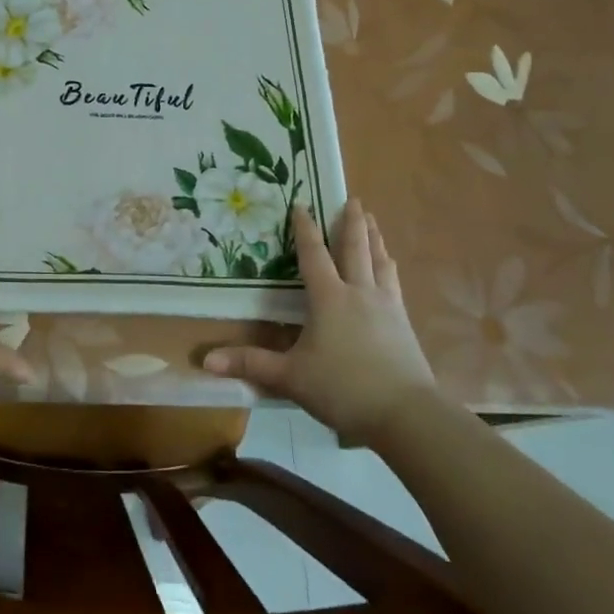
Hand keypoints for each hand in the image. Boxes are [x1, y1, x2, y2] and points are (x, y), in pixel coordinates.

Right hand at [204, 198, 435, 440]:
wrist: (407, 415)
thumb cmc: (343, 389)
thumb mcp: (291, 377)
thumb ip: (251, 364)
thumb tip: (206, 360)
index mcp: (329, 298)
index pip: (313, 255)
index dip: (305, 229)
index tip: (301, 204)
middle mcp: (358, 293)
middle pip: (354, 249)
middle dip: (351, 222)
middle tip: (353, 199)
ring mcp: (386, 306)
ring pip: (379, 262)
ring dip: (374, 238)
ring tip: (372, 221)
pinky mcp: (404, 323)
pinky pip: (394, 283)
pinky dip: (389, 267)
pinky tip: (390, 266)